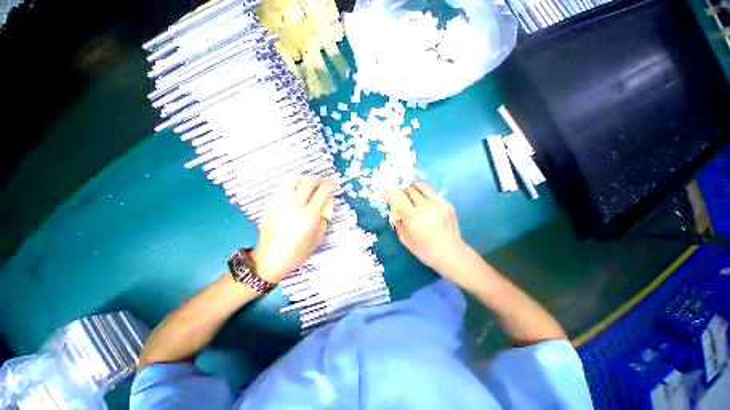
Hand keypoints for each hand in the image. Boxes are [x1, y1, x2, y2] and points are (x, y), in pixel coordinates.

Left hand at [253, 176, 333, 283]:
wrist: (269, 260)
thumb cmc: (297, 253)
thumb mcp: (317, 240)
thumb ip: (324, 221)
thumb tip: (325, 207)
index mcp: (309, 216)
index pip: (322, 192)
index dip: (330, 185)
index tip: (333, 184)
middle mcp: (295, 206)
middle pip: (308, 183)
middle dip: (318, 179)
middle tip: (322, 182)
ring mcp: (280, 204)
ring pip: (292, 182)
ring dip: (304, 180)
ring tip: (308, 184)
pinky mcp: (270, 206)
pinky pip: (282, 190)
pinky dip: (291, 187)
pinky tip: (294, 193)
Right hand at [385, 183, 469, 275]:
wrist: (451, 254)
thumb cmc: (425, 251)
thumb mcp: (405, 240)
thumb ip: (398, 223)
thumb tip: (396, 211)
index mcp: (414, 217)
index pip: (399, 197)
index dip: (390, 193)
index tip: (385, 193)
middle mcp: (427, 206)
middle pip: (410, 190)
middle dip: (401, 192)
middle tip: (399, 198)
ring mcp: (439, 204)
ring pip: (422, 187)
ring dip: (413, 189)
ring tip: (411, 196)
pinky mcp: (448, 204)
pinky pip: (432, 194)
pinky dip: (424, 196)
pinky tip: (425, 205)